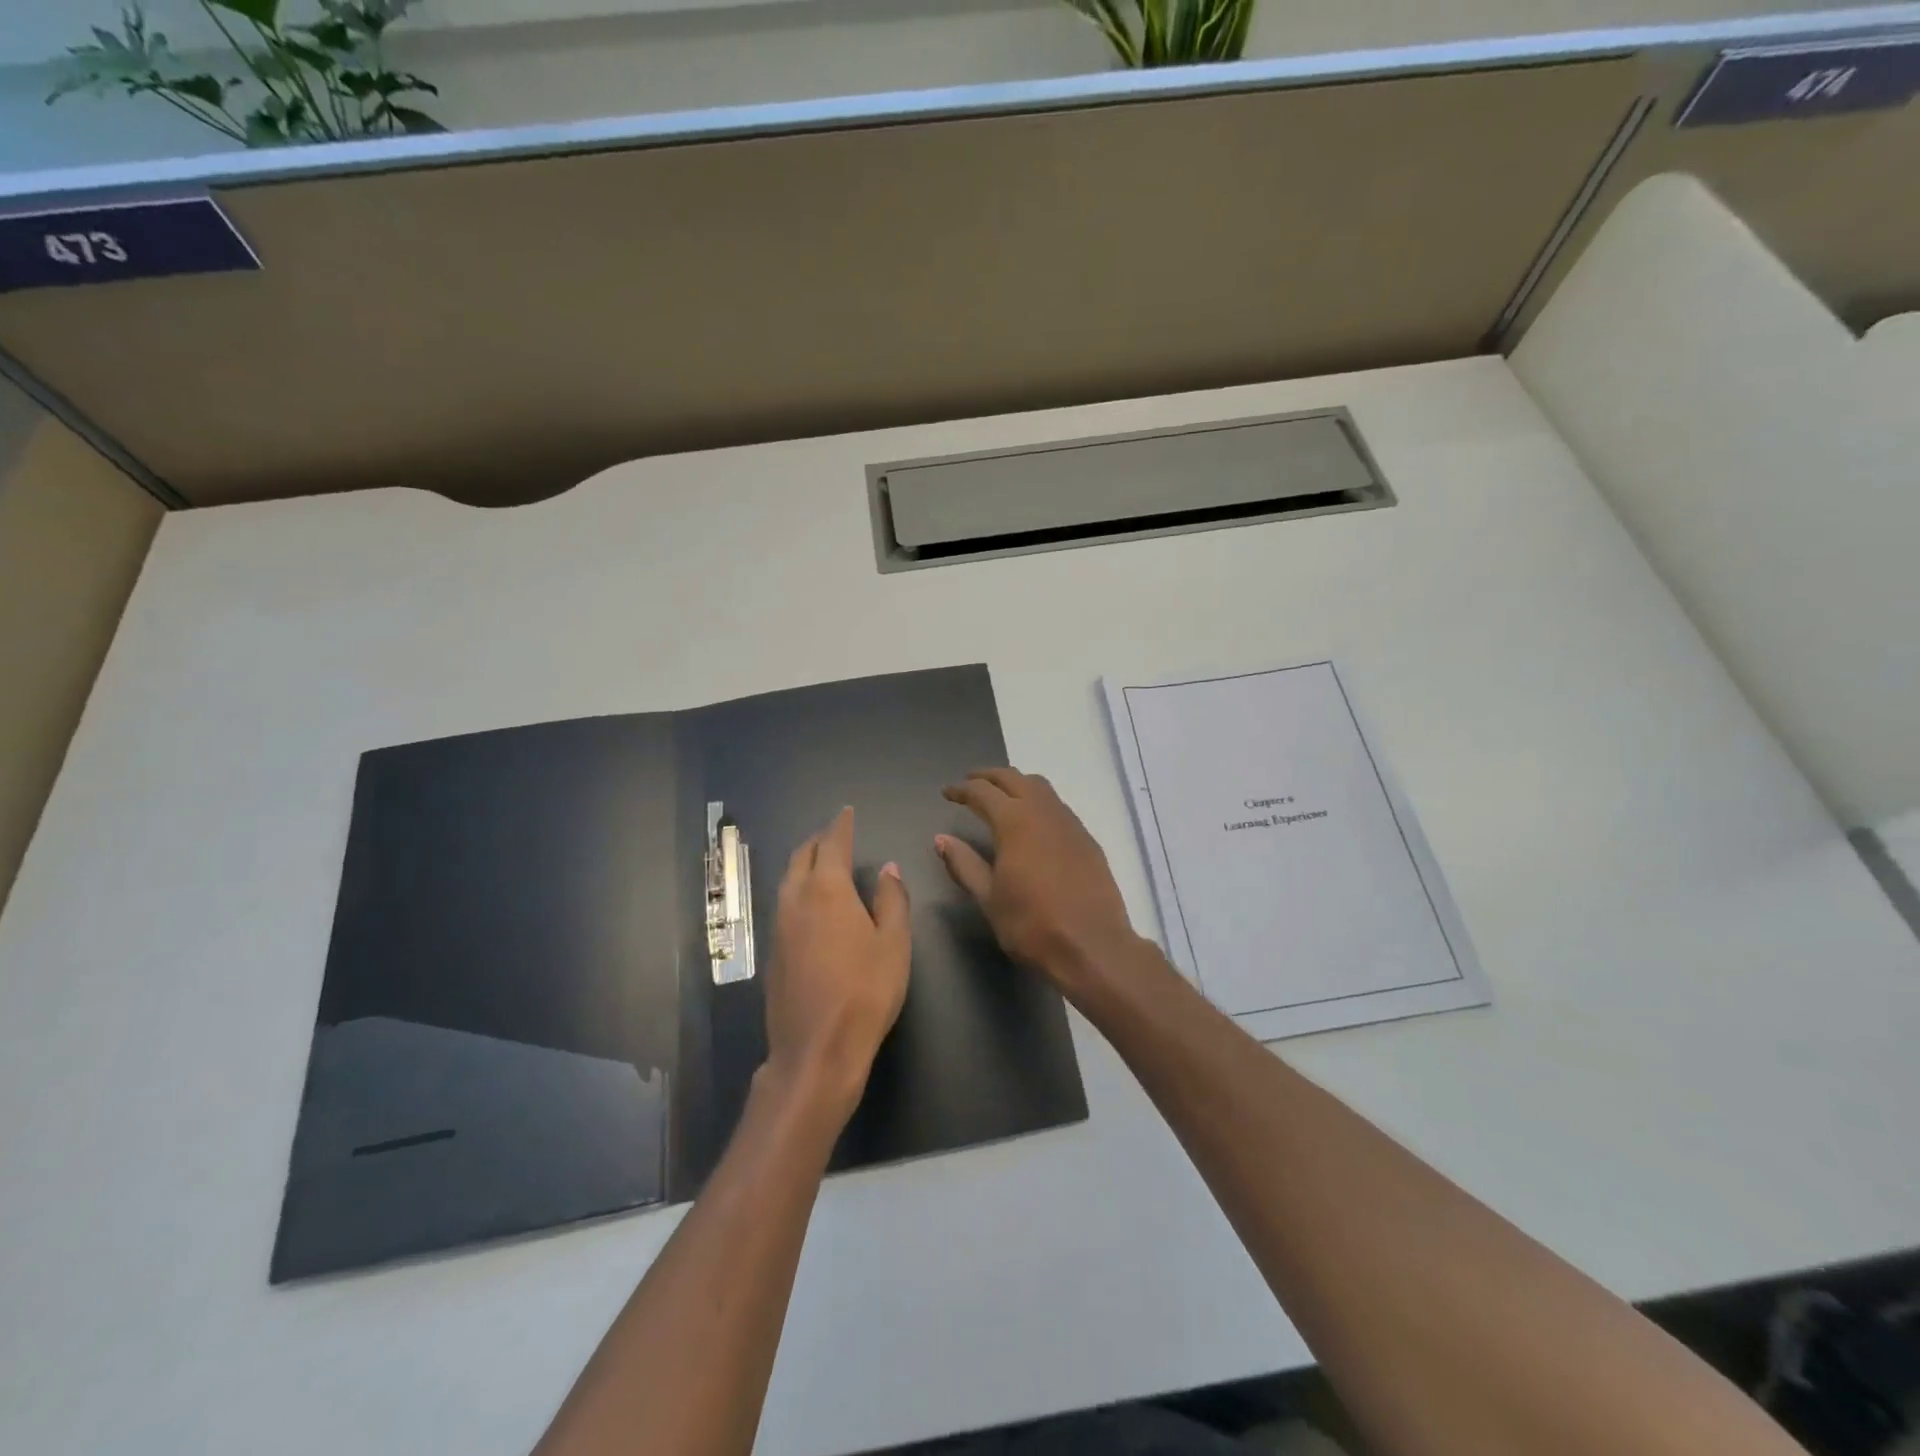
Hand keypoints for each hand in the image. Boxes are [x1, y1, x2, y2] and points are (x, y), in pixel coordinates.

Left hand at [763, 807, 911, 1123]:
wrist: (816, 1050)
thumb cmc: (866, 991)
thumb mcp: (894, 943)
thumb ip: (891, 899)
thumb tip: (887, 868)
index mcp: (827, 890)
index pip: (832, 844)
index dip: (841, 825)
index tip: (847, 812)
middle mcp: (796, 900)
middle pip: (801, 857)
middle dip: (818, 840)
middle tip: (835, 835)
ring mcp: (779, 927)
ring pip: (787, 880)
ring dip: (804, 864)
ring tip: (822, 863)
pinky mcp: (772, 953)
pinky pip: (783, 904)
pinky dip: (797, 889)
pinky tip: (811, 905)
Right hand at [937, 768, 1141, 996]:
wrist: (1093, 946)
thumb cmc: (1032, 925)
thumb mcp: (989, 898)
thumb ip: (964, 864)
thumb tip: (942, 840)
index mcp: (1014, 822)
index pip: (983, 792)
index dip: (962, 789)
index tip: (947, 792)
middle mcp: (1043, 812)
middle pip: (1014, 778)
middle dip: (989, 776)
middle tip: (970, 783)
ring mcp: (1070, 823)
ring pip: (1040, 787)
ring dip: (1016, 784)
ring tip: (1001, 795)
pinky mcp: (1087, 839)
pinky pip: (1058, 806)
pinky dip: (1038, 801)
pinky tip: (1033, 822)